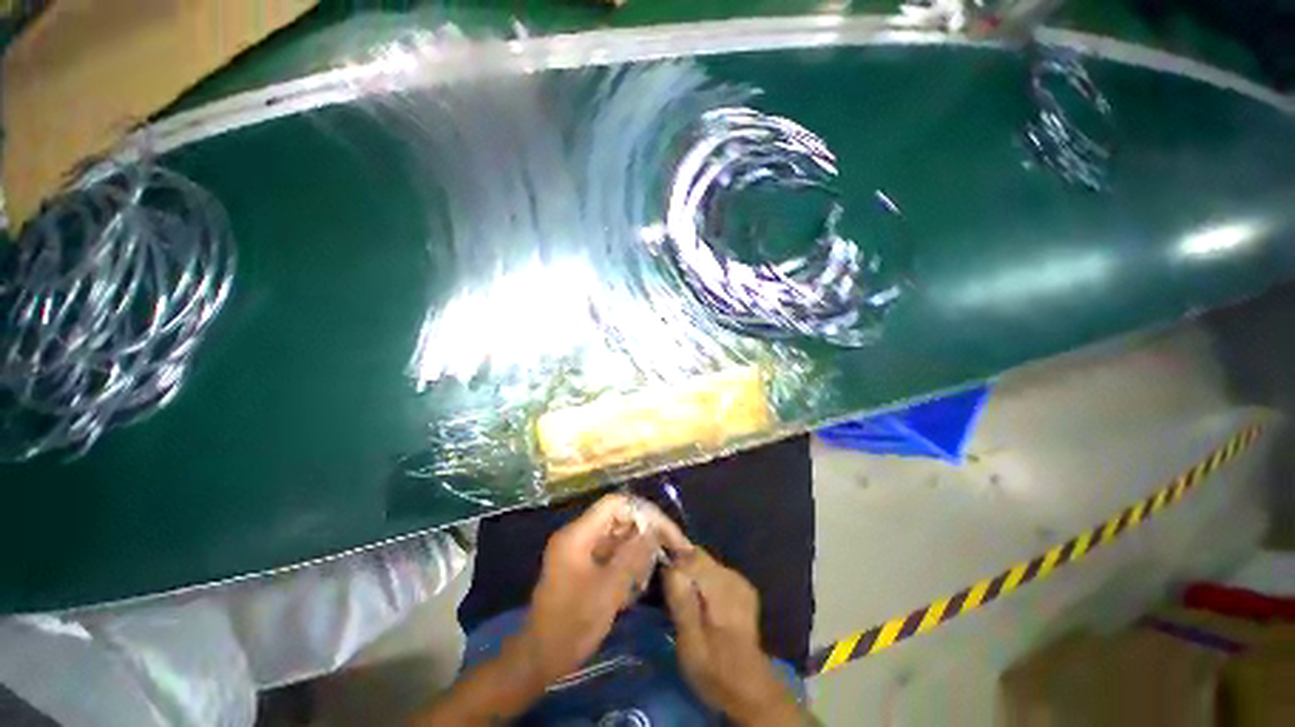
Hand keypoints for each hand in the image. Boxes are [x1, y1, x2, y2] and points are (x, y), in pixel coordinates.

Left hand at [516, 494, 692, 685]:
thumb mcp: (608, 591)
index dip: (645, 512)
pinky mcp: (583, 563)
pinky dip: (628, 561)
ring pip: (618, 535)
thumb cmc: (573, 625)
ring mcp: (580, 548)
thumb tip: (655, 529)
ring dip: (638, 548)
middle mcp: (578, 534)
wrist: (540, 659)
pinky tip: (639, 582)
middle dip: (645, 531)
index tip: (667, 531)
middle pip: (619, 517)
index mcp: (578, 534)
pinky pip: (612, 551)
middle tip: (671, 548)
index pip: (616, 504)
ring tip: (655, 568)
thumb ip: (633, 556)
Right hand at [664, 549, 802, 725]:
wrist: (748, 689)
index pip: (686, 555)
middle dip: (678, 565)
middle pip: (696, 555)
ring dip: (689, 573)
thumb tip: (668, 566)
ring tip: (678, 597)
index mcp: (719, 585)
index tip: (654, 577)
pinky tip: (696, 600)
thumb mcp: (690, 642)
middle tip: (664, 590)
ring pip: (704, 561)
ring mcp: (738, 579)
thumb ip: (681, 601)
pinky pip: (713, 571)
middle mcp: (730, 574)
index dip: (668, 560)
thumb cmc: (714, 670)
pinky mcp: (741, 587)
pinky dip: (701, 579)